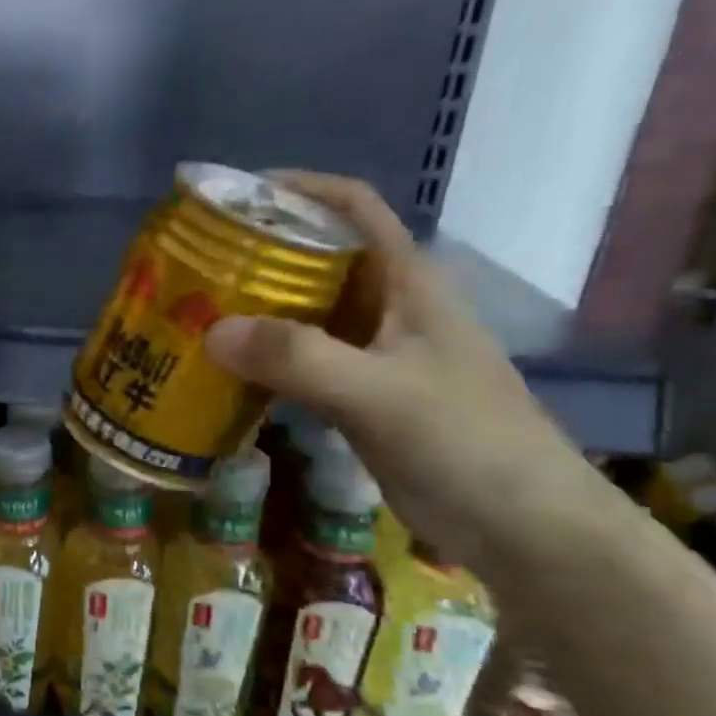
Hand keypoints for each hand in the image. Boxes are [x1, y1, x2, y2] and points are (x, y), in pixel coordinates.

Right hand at [203, 172, 608, 575]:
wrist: (520, 525)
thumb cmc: (465, 442)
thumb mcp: (379, 393)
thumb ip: (298, 359)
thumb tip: (212, 331)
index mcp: (408, 284)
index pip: (354, 210)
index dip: (299, 190)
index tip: (235, 198)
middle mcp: (389, 309)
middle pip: (319, 261)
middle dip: (259, 257)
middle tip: (195, 267)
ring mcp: (375, 356)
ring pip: (306, 315)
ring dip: (256, 312)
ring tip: (195, 315)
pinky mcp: (362, 398)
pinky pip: (302, 364)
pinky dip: (264, 362)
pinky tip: (225, 374)